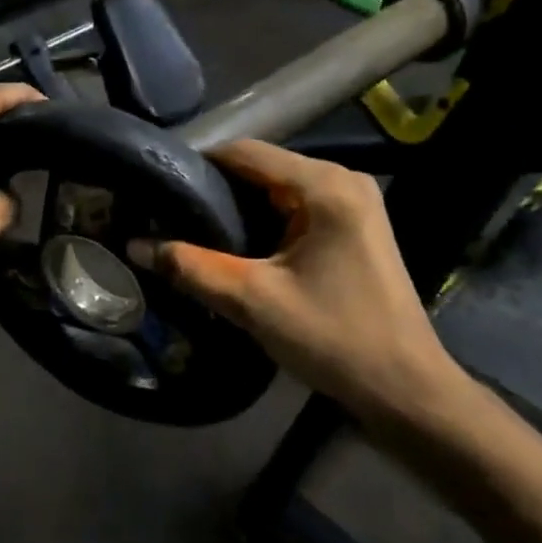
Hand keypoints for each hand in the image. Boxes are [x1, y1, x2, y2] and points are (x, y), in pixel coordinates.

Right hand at [130, 140, 461, 426]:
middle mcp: (343, 181)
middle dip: (215, 189)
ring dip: (237, 207)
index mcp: (325, 185)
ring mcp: (353, 204)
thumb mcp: (253, 301)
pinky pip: (295, 210)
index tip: (156, 185)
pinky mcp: (353, 228)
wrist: (405, 389)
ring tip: (188, 227)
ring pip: (277, 190)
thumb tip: (135, 245)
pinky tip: (232, 246)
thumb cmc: (333, 338)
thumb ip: (192, 267)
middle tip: (166, 212)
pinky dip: (262, 222)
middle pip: (262, 169)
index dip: (198, 164)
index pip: (246, 153)